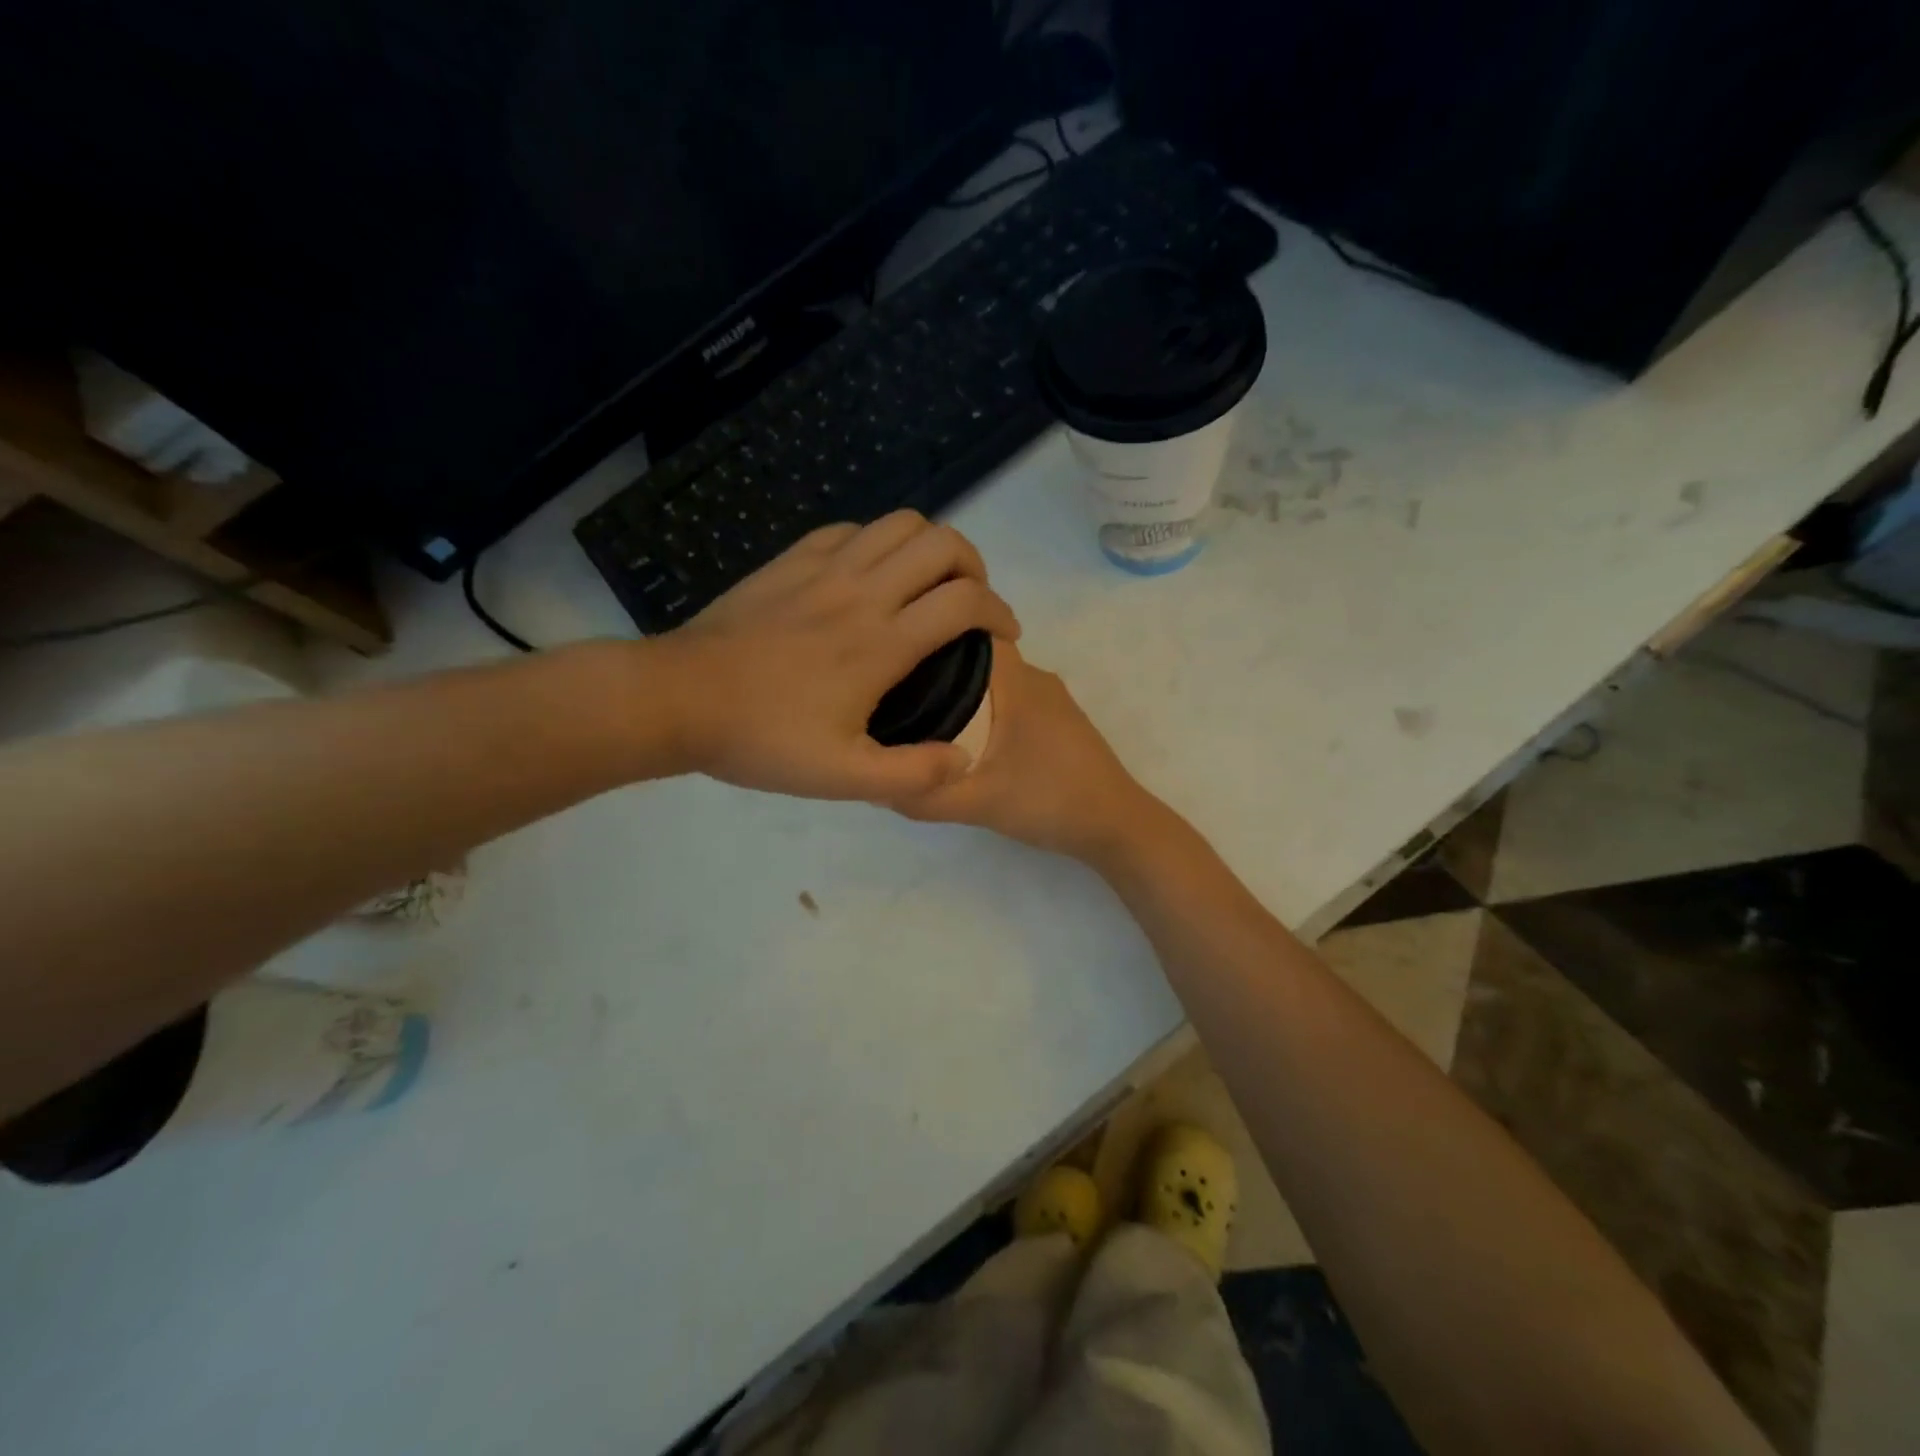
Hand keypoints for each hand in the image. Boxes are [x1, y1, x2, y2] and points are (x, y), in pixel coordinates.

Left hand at [654, 511, 1019, 801]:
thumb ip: (911, 775)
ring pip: (899, 523)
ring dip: (930, 546)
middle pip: (941, 543)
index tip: (1004, 635)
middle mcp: (861, 592)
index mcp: (881, 643)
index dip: (1000, 612)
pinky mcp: (790, 560)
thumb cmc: (762, 739)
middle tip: (969, 603)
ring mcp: (823, 568)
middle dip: (974, 566)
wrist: (679, 699)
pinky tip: (870, 576)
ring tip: (928, 582)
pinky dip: (878, 543)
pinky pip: (851, 530)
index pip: (964, 602)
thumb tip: (963, 759)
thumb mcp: (841, 777)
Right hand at [891, 642, 1173, 865]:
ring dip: (959, 692)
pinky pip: (1008, 700)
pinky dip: (982, 709)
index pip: (966, 630)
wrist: (1116, 826)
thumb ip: (924, 796)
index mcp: (1016, 679)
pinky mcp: (1057, 721)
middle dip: (934, 668)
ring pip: (992, 680)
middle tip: (891, 692)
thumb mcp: (978, 803)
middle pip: (974, 655)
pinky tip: (959, 738)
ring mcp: (1050, 698)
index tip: (890, 654)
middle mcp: (1034, 676)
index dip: (927, 635)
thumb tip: (873, 784)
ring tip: (916, 715)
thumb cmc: (1050, 801)